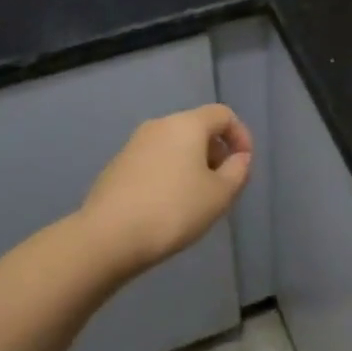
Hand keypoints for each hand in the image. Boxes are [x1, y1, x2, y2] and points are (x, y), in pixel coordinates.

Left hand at [79, 105, 252, 273]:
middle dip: (216, 152)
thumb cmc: (173, 210)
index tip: (244, 165)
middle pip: (197, 128)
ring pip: (174, 145)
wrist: (107, 236)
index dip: (241, 135)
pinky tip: (166, 206)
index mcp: (186, 124)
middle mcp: (159, 125)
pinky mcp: (117, 165)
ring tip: (196, 199)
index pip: (222, 114)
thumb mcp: (219, 195)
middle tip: (222, 186)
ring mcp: (134, 144)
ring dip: (192, 165)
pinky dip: (169, 174)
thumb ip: (238, 171)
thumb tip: (239, 158)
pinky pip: (154, 160)